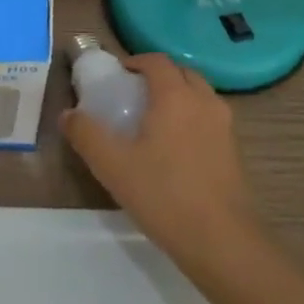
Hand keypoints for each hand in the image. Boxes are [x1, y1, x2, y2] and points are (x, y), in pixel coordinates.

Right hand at [59, 52, 259, 272]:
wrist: (223, 242)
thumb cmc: (164, 195)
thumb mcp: (112, 166)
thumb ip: (86, 134)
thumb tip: (68, 114)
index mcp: (176, 96)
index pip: (157, 61)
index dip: (135, 61)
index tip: (116, 75)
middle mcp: (204, 102)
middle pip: (182, 73)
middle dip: (158, 76)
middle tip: (133, 96)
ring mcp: (225, 127)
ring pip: (199, 96)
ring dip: (177, 97)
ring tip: (152, 121)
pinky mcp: (235, 151)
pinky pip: (209, 119)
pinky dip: (192, 119)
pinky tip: (174, 150)